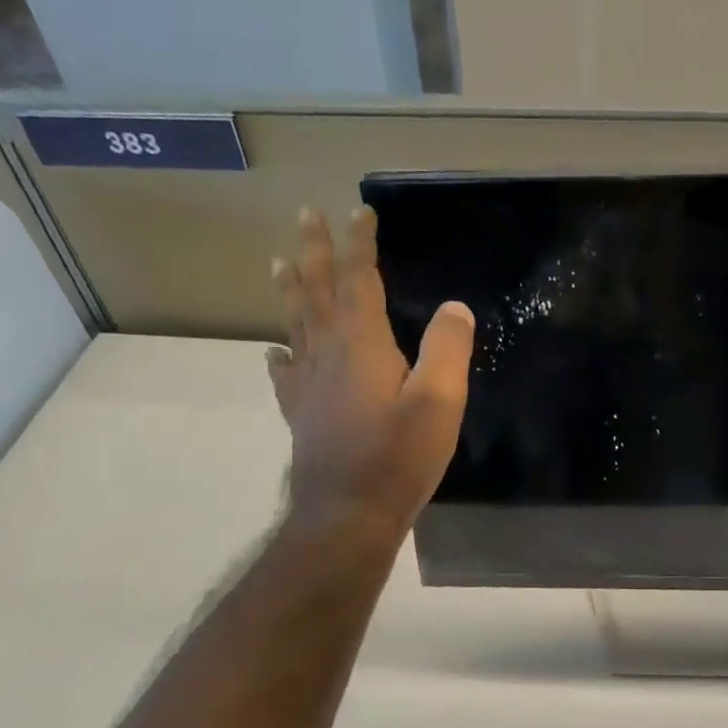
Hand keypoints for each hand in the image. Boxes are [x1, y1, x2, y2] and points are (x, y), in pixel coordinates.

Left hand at [267, 206, 473, 540]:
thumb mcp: (439, 402)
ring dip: (291, 290)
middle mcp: (327, 355)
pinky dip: (279, 355)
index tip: (359, 211)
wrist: (347, 515)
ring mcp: (309, 386)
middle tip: (305, 215)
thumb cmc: (397, 459)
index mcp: (362, 345)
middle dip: (315, 252)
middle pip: (317, 292)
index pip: (359, 281)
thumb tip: (454, 307)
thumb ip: (447, 349)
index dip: (360, 245)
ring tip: (280, 262)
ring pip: (295, 325)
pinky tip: (274, 351)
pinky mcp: (302, 415)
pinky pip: (285, 374)